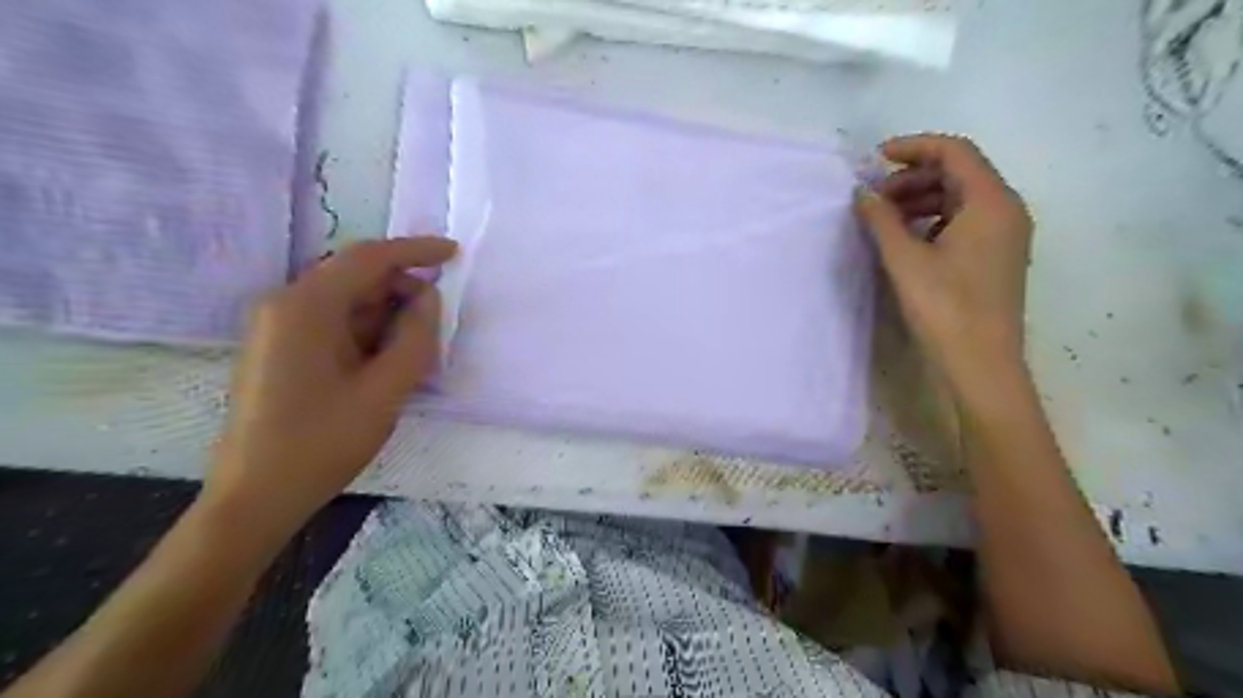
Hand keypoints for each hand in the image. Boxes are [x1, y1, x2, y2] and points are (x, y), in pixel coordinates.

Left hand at [205, 236, 455, 537]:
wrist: (256, 496)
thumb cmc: (323, 442)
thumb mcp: (385, 389)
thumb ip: (415, 336)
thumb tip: (428, 298)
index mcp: (305, 306)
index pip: (368, 258)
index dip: (415, 251)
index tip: (454, 253)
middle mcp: (286, 305)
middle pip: (357, 279)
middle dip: (403, 294)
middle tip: (438, 327)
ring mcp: (280, 327)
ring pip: (349, 303)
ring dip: (388, 318)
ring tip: (417, 353)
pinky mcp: (282, 349)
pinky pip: (335, 325)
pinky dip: (369, 334)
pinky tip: (388, 363)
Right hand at [860, 134, 1035, 398]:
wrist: (980, 364)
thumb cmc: (945, 308)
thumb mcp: (905, 260)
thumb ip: (881, 220)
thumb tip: (862, 193)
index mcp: (991, 202)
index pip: (955, 152)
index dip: (914, 148)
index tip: (876, 159)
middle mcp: (1006, 210)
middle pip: (959, 173)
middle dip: (913, 177)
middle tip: (875, 197)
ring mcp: (1005, 235)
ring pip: (961, 198)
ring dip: (921, 199)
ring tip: (884, 218)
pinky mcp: (996, 256)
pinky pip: (965, 221)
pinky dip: (933, 219)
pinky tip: (907, 238)